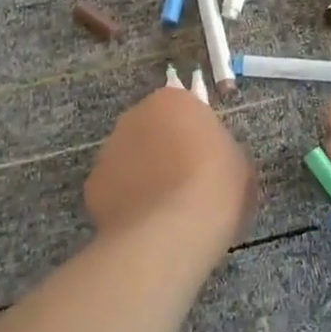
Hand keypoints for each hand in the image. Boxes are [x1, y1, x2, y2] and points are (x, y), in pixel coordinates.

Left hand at [84, 87, 256, 248]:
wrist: (173, 231)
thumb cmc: (216, 186)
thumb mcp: (238, 161)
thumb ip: (219, 149)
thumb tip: (209, 158)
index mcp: (173, 101)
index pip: (183, 109)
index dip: (195, 135)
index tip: (207, 160)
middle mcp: (134, 116)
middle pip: (152, 130)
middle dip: (164, 151)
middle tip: (186, 183)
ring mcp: (108, 150)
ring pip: (129, 159)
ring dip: (143, 175)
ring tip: (164, 211)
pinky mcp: (92, 186)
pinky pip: (115, 190)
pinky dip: (126, 203)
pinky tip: (144, 225)